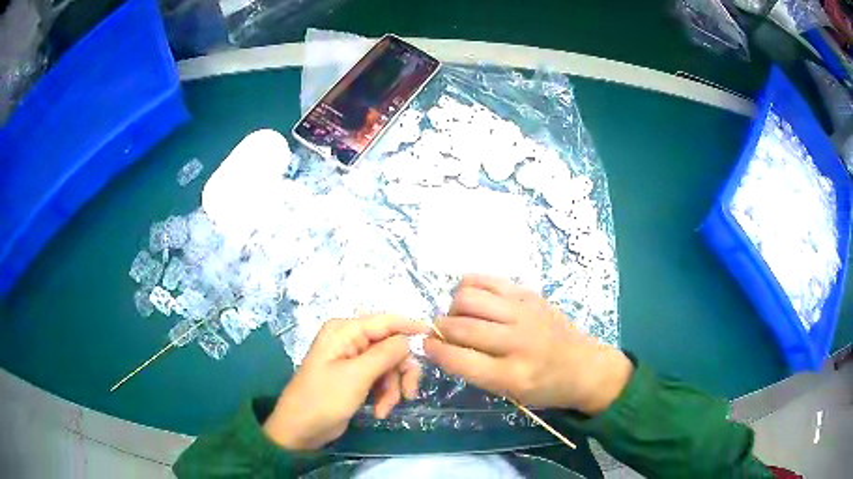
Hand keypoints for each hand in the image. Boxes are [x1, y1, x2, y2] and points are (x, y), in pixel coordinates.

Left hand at [263, 314, 429, 450]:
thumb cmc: (323, 399)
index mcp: (344, 330)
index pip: (386, 321)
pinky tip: (380, 411)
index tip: (435, 339)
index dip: (411, 328)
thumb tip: (410, 338)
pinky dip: (385, 395)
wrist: (301, 430)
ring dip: (393, 388)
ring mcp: (354, 360)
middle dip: (401, 371)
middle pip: (392, 346)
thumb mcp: (356, 375)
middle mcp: (350, 340)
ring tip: (386, 408)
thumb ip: (385, 353)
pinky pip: (382, 379)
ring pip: (390, 365)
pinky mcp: (357, 378)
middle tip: (409, 393)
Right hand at [424, 275, 632, 414]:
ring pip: (469, 297)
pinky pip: (487, 279)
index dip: (435, 350)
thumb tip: (442, 344)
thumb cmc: (546, 387)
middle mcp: (518, 340)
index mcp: (513, 375)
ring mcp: (524, 312)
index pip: (460, 358)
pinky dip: (469, 286)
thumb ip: (476, 370)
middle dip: (440, 329)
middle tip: (440, 334)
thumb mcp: (511, 393)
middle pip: (461, 325)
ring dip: (453, 307)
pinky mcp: (529, 294)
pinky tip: (471, 298)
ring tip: (459, 316)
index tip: (426, 346)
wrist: (585, 366)